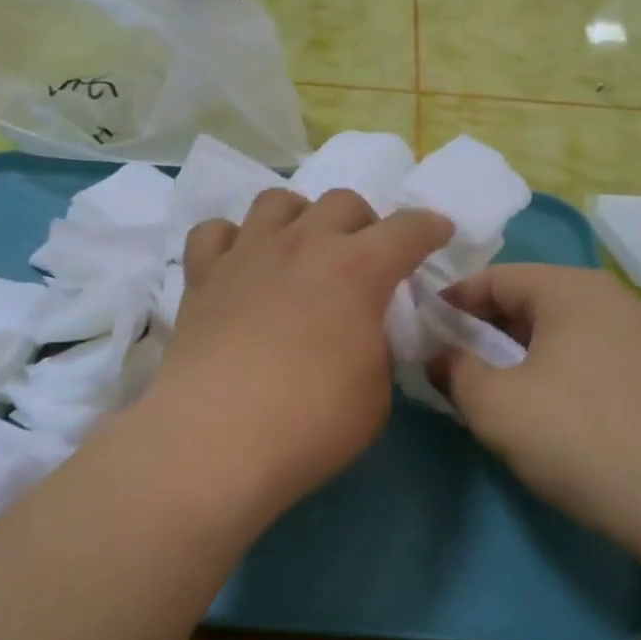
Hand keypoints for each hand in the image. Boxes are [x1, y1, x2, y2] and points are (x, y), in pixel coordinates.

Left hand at [148, 189, 452, 518]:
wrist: (217, 439)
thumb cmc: (311, 421)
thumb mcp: (376, 392)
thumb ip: (377, 349)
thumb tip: (362, 333)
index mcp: (358, 269)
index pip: (407, 229)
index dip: (429, 228)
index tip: (438, 232)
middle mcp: (303, 244)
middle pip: (343, 202)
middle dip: (364, 223)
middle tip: (364, 259)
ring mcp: (248, 253)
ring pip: (278, 201)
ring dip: (300, 218)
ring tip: (301, 251)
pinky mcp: (202, 275)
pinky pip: (216, 232)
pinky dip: (233, 241)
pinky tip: (240, 266)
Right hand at [432, 265, 640, 551]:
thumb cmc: (577, 435)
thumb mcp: (495, 403)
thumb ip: (453, 370)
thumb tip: (438, 356)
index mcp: (567, 288)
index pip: (492, 277)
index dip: (450, 303)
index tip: (418, 331)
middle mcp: (603, 298)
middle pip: (523, 299)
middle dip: (478, 327)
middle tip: (442, 359)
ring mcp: (630, 335)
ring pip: (551, 329)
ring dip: (509, 351)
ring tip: (478, 383)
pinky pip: (576, 354)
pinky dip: (543, 367)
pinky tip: (529, 403)